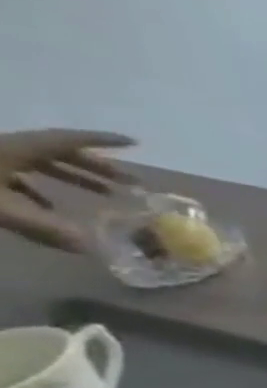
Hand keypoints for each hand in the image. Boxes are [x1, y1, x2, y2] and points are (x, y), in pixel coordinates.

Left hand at [0, 129, 136, 251]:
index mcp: (13, 149)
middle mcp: (3, 149)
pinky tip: (51, 208)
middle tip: (129, 182)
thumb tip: (90, 247)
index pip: (66, 141)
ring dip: (72, 177)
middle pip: (57, 153)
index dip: (99, 140)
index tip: (132, 142)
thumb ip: (43, 227)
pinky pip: (16, 176)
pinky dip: (40, 189)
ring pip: (38, 164)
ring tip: (103, 194)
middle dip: (96, 167)